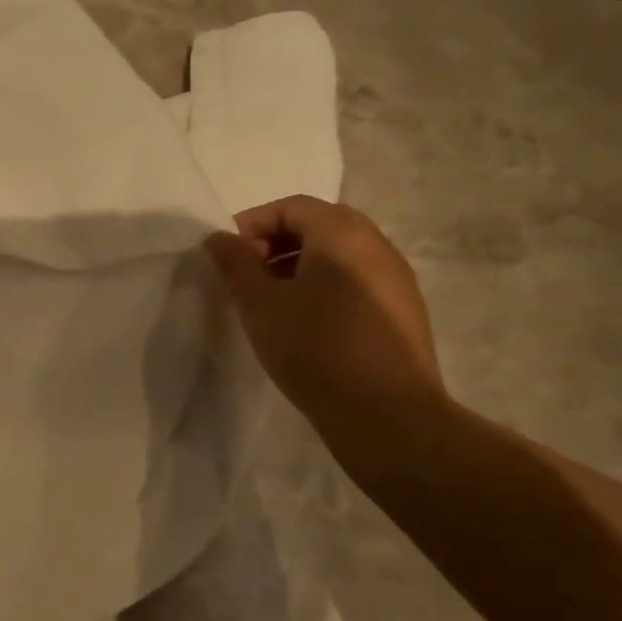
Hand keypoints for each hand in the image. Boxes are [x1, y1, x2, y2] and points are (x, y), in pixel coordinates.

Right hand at [205, 195, 443, 432]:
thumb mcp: (259, 304)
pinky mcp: (402, 310)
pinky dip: (322, 285)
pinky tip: (303, 321)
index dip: (252, 223)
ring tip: (269, 301)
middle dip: (274, 242)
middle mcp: (377, 245)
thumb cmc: (313, 348)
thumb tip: (219, 238)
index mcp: (343, 235)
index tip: (226, 256)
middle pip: (318, 224)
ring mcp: (396, 278)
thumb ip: (235, 264)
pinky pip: (355, 279)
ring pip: (338, 253)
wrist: (385, 413)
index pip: (292, 206)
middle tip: (245, 275)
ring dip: (297, 265)